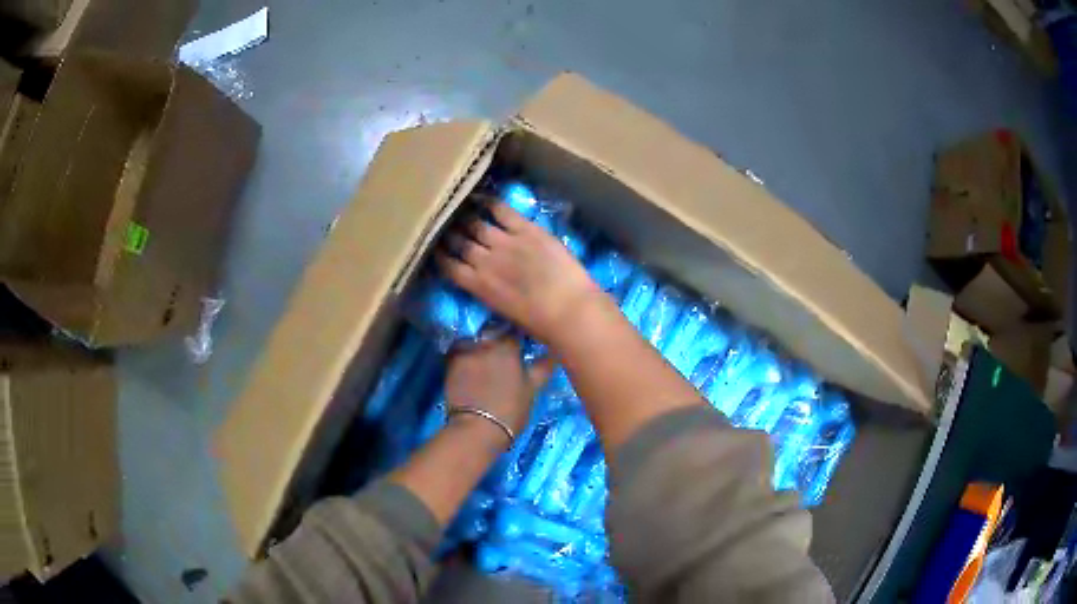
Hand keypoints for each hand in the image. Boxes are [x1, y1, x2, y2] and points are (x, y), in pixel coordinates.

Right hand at [437, 202, 601, 345]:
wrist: (569, 310)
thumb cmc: (541, 324)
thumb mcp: (505, 313)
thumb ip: (490, 294)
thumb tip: (484, 284)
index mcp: (478, 287)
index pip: (449, 266)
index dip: (440, 255)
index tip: (437, 248)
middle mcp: (485, 261)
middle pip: (459, 242)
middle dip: (450, 234)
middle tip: (447, 226)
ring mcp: (505, 242)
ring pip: (476, 225)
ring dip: (466, 218)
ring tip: (461, 210)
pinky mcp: (526, 230)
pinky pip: (502, 211)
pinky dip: (490, 203)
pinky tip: (483, 198)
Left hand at [445, 336, 554, 436]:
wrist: (477, 429)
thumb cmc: (510, 411)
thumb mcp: (533, 390)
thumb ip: (542, 368)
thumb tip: (552, 354)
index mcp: (508, 348)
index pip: (515, 332)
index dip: (517, 338)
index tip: (519, 347)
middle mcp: (486, 343)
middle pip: (492, 333)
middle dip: (496, 339)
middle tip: (500, 356)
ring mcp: (465, 352)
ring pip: (474, 341)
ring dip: (478, 346)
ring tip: (482, 362)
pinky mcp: (450, 362)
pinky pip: (458, 351)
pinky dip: (463, 355)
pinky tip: (467, 368)